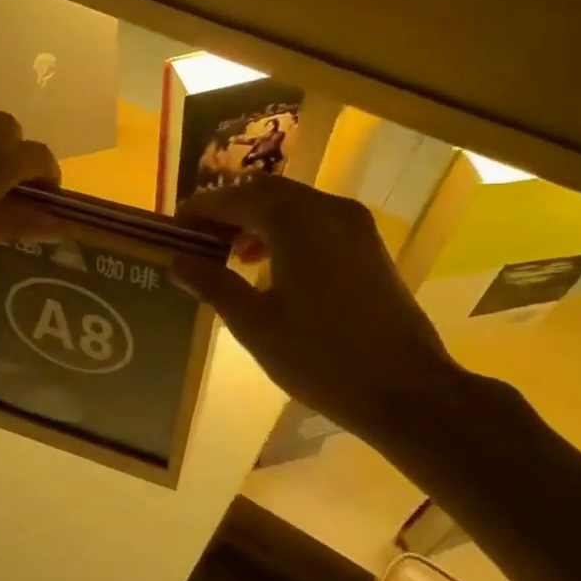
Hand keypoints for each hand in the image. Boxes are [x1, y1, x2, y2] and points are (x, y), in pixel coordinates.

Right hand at [172, 175, 464, 442]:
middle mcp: (326, 208)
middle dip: (229, 210)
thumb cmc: (320, 357)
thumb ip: (214, 284)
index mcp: (294, 221)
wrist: (406, 389)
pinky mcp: (369, 245)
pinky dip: (287, 230)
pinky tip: (273, 266)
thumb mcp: (254, 324)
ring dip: (258, 219)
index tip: (174, 228)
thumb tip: (177, 262)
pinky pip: (317, 220)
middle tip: (200, 239)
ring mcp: (354, 224)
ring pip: (294, 204)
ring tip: (231, 254)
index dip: (200, 210)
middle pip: (265, 192)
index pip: (234, 199)